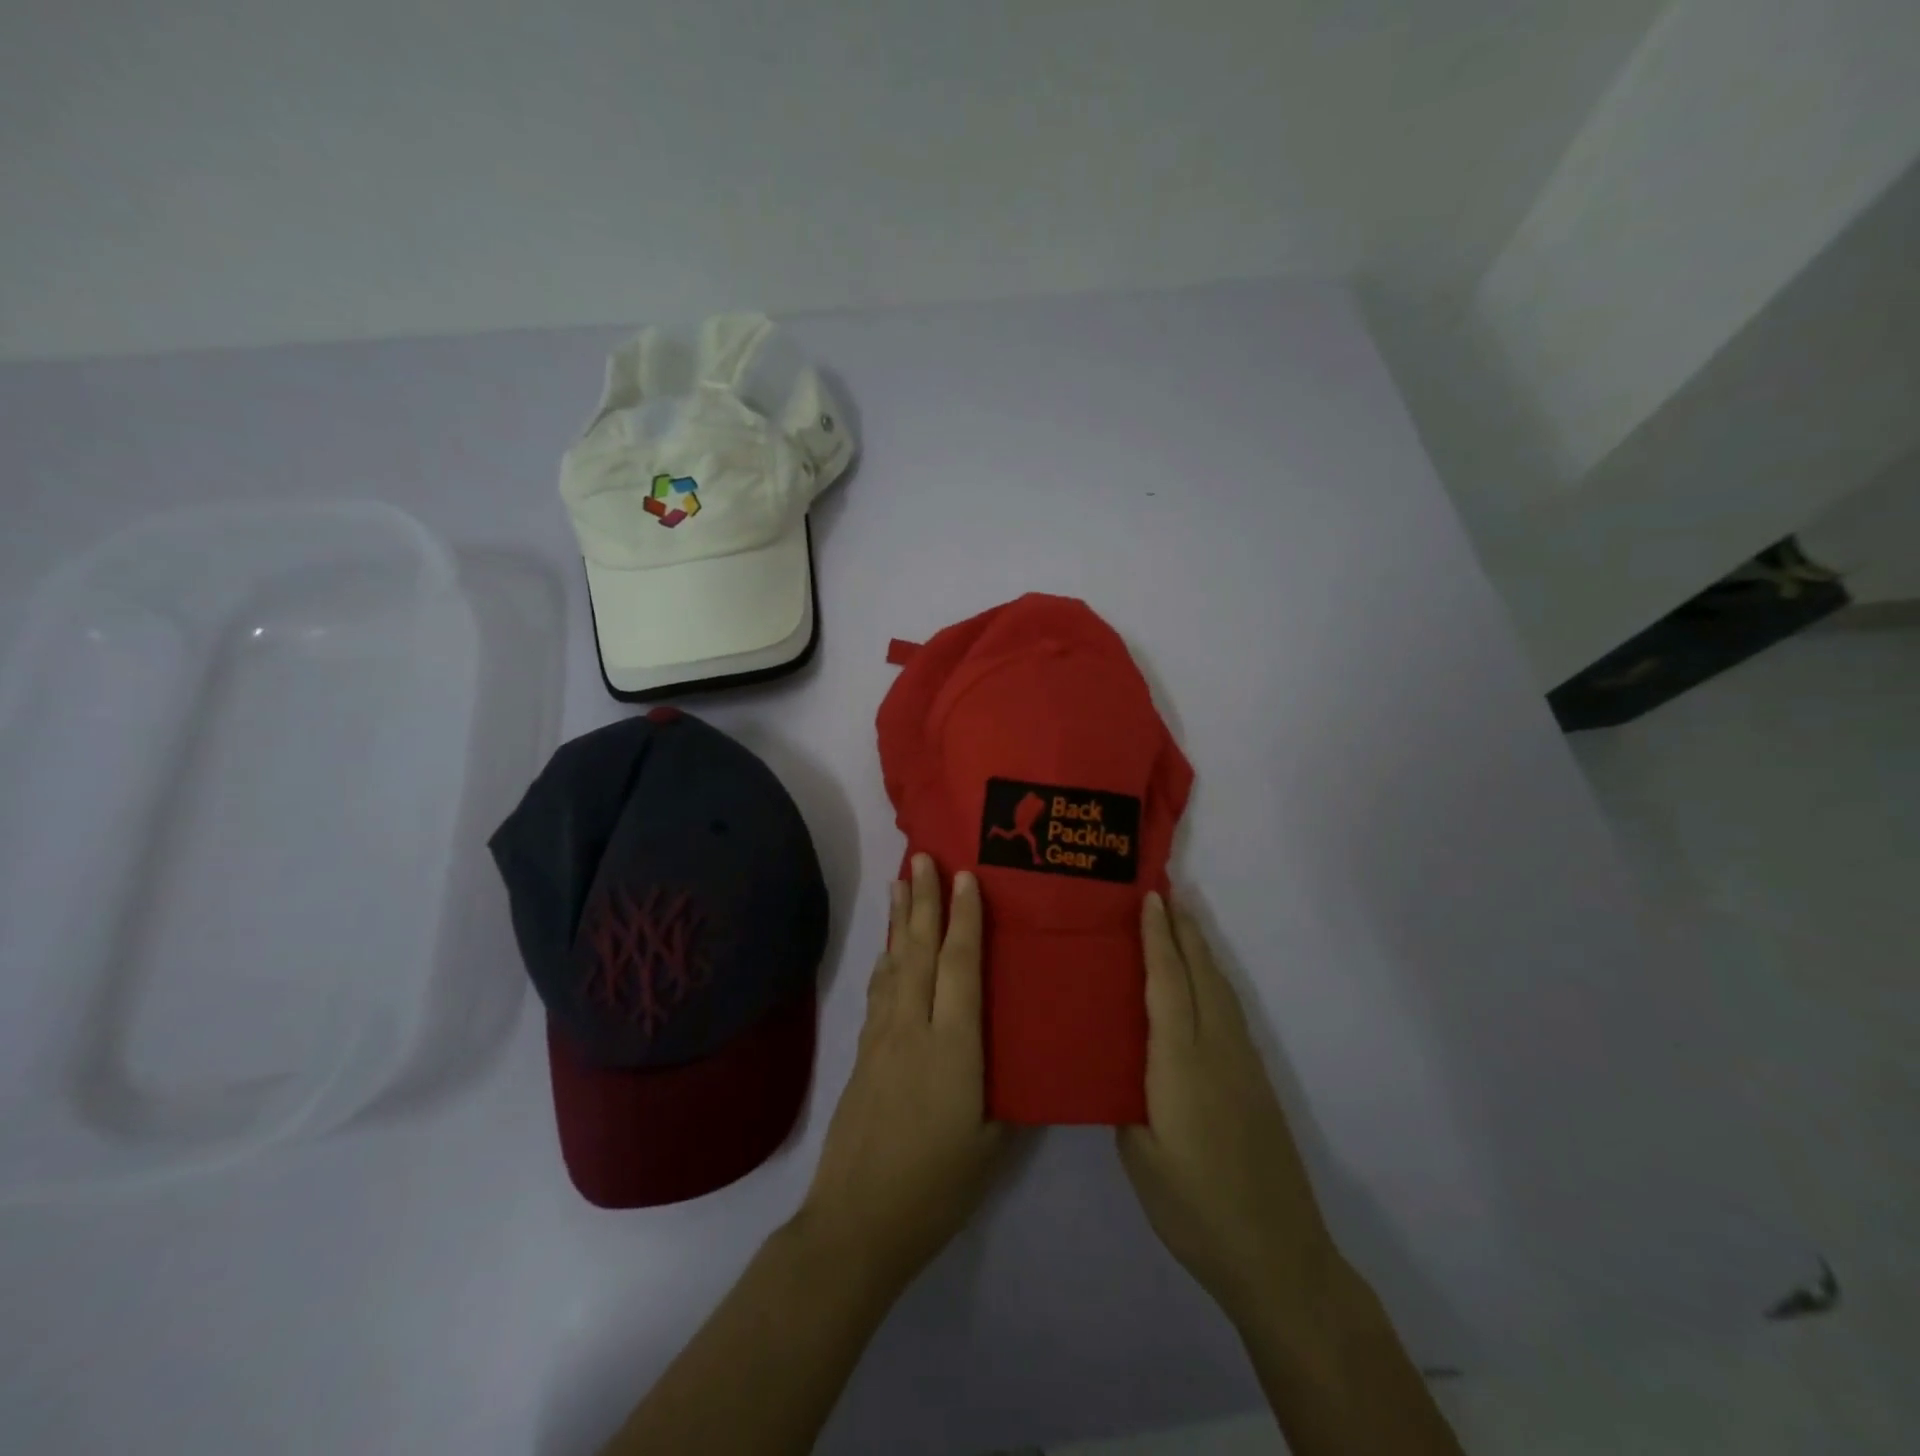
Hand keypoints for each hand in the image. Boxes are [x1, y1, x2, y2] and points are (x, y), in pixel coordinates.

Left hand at [797, 855, 1009, 1290]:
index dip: (964, 919)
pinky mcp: (863, 1054)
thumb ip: (1008, 1093)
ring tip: (901, 883)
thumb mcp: (993, 1145)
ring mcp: (882, 1038)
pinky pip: (880, 991)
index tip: (965, 878)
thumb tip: (1024, 1058)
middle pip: (919, 952)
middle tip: (922, 858)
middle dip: (923, 901)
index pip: (960, 967)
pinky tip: (888, 951)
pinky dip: (887, 960)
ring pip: (894, 965)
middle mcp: (914, 1029)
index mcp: (954, 1047)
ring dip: (899, 921)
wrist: (857, 1221)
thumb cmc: (936, 1186)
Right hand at [1117, 893, 1342, 1328]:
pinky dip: (1213, 981)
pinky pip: (1230, 1012)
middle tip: (1166, 891)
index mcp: (1180, 1063)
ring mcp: (1243, 1065)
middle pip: (1201, 974)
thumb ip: (1127, 1102)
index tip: (1150, 898)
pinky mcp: (1257, 1082)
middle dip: (1184, 930)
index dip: (1157, 938)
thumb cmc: (1195, 1209)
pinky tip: (1204, 984)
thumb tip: (1123, 1069)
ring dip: (1201, 951)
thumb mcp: (1140, 1157)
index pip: (1167, 984)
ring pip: (1221, 990)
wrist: (1278, 1255)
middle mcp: (1216, 1051)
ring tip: (1183, 923)